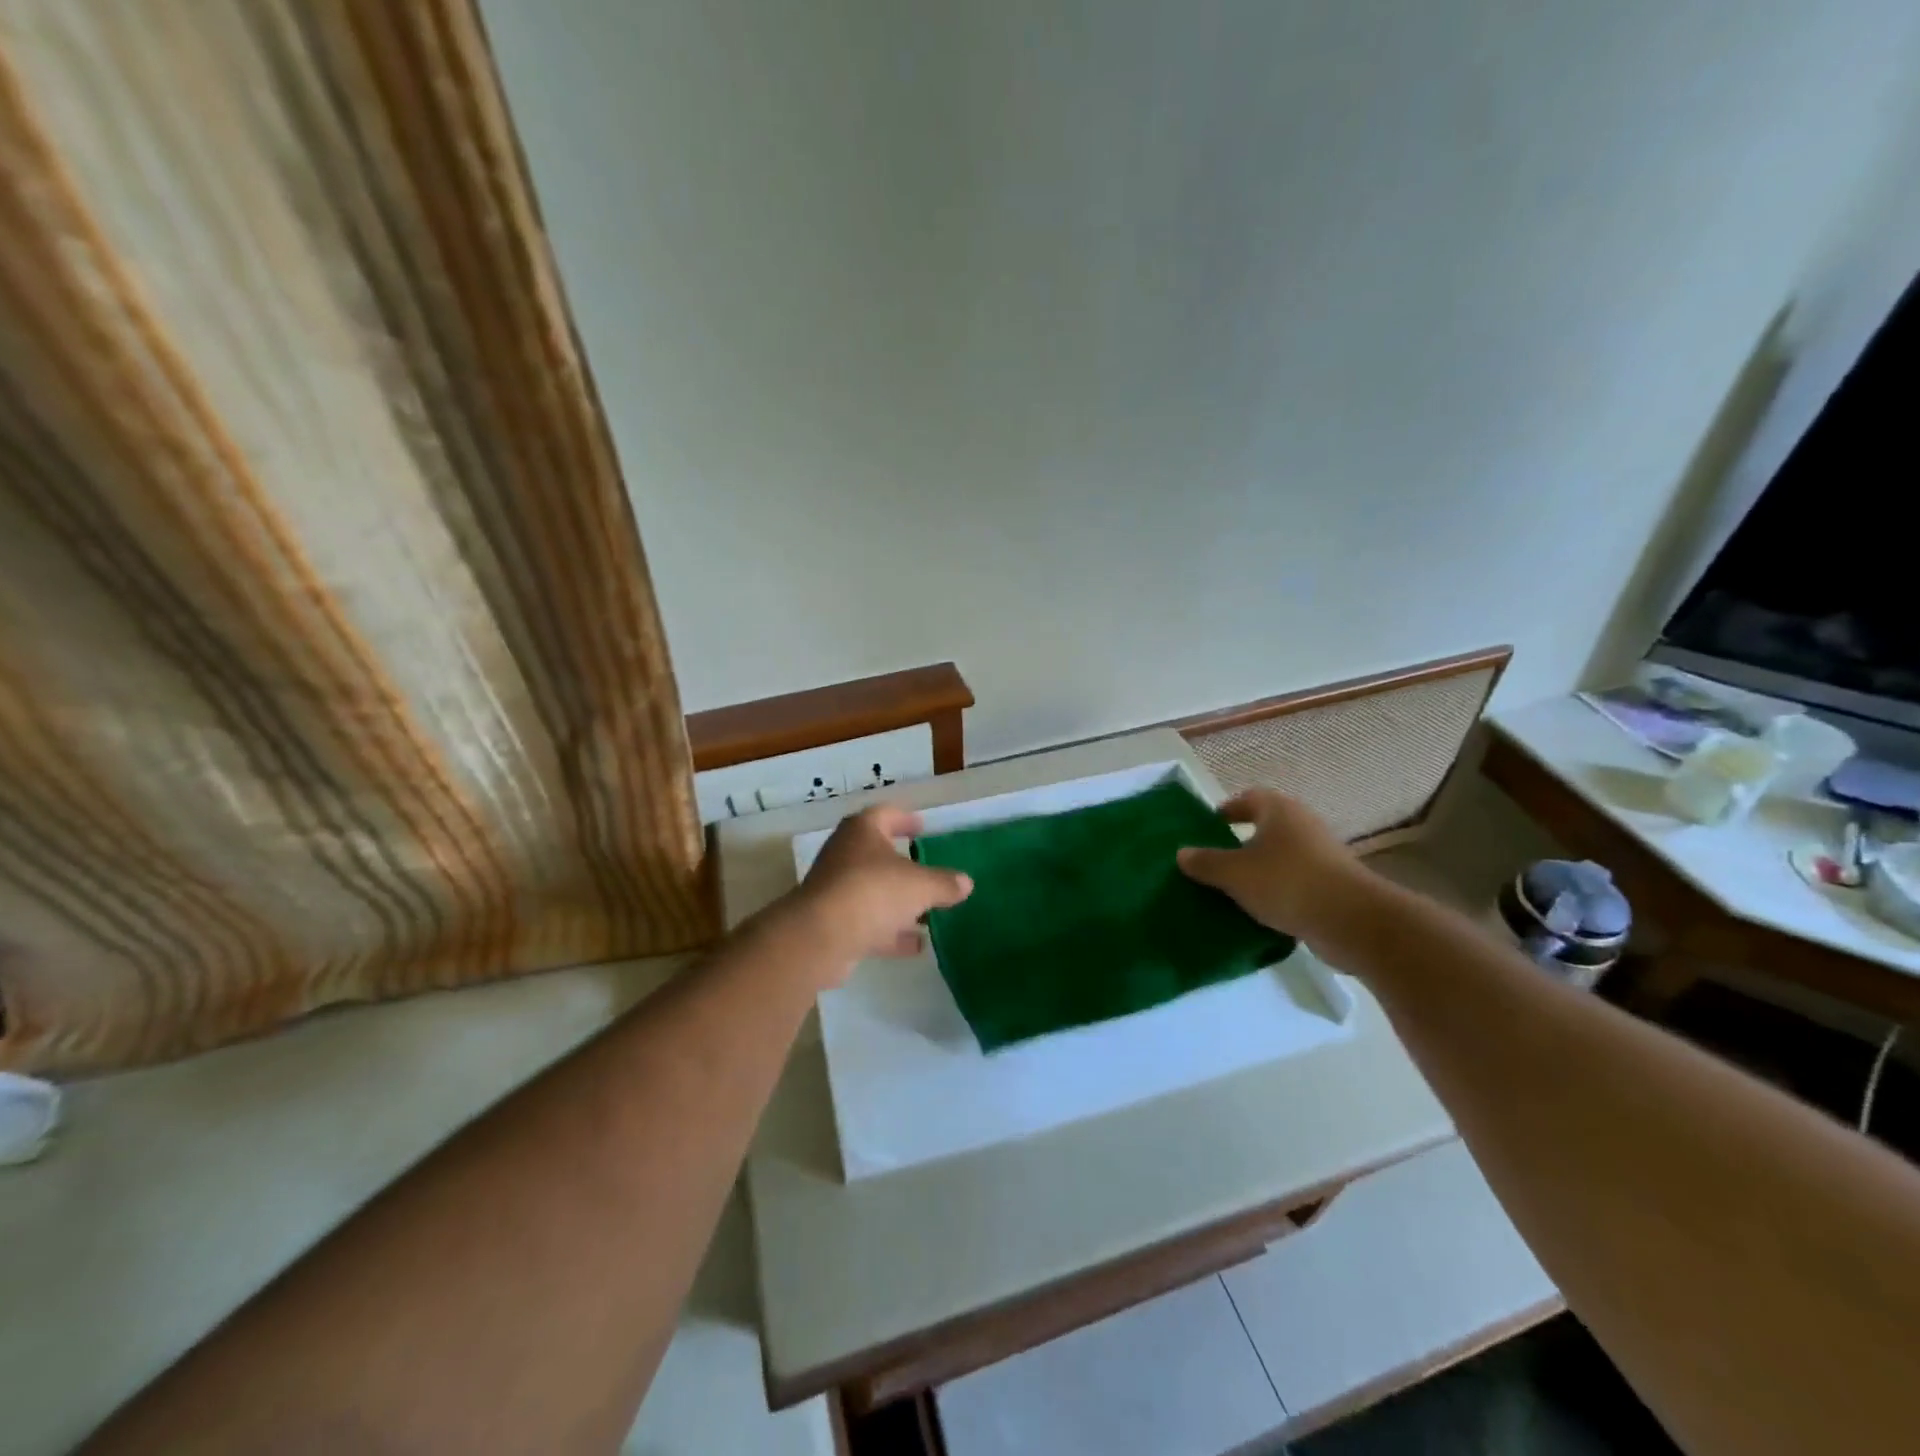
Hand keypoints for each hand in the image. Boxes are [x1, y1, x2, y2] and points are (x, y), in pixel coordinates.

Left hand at [789, 804, 972, 977]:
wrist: (821, 937)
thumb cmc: (873, 892)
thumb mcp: (920, 885)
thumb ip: (944, 883)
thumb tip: (965, 883)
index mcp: (862, 831)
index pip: (885, 814)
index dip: (905, 819)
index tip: (922, 828)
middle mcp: (845, 854)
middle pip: (876, 854)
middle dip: (902, 864)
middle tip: (926, 870)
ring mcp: (836, 890)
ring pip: (872, 890)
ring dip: (897, 901)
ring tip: (928, 912)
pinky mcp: (832, 923)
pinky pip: (867, 922)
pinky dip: (890, 931)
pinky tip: (916, 945)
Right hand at [1176, 789, 1375, 947]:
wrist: (1352, 921)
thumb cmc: (1286, 882)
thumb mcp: (1234, 874)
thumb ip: (1206, 862)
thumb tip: (1182, 853)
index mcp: (1278, 810)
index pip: (1248, 798)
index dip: (1227, 810)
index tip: (1208, 827)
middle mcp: (1302, 824)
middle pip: (1265, 827)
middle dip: (1240, 843)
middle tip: (1215, 862)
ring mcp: (1322, 854)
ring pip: (1281, 856)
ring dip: (1260, 870)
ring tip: (1234, 890)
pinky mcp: (1333, 883)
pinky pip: (1296, 881)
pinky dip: (1278, 891)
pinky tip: (1261, 911)